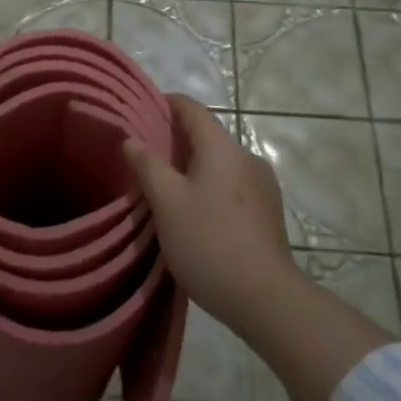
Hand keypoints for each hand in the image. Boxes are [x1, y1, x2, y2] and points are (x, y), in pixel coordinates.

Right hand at [125, 95, 391, 400]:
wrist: (264, 297)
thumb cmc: (209, 242)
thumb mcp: (167, 203)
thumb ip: (148, 166)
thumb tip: (131, 139)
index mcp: (222, 148)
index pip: (193, 109)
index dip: (168, 103)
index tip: (143, 108)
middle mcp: (247, 157)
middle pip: (208, 136)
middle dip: (177, 139)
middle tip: (146, 154)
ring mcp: (263, 185)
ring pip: (221, 162)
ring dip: (195, 166)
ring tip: (168, 187)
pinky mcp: (269, 210)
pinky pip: (233, 184)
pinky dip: (211, 186)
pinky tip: (197, 212)